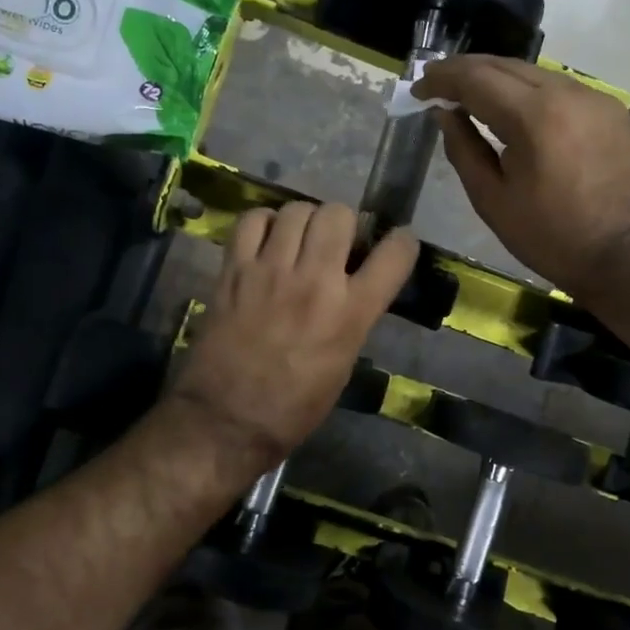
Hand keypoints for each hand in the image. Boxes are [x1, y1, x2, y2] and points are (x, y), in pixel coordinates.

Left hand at [171, 201, 417, 467]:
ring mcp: (271, 271)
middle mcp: (315, 282)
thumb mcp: (343, 363)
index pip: (394, 253)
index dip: (402, 242)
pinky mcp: (234, 270)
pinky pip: (252, 220)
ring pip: (297, 210)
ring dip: (304, 221)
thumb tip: (355, 285)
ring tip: (298, 241)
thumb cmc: (294, 407)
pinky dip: (263, 223)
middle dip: (344, 224)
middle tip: (335, 243)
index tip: (396, 243)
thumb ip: (354, 317)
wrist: (227, 420)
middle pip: (338, 214)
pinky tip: (266, 241)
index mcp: (351, 313)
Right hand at [416, 55, 629, 295]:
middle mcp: (567, 92)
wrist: (628, 257)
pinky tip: (511, 108)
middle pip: (505, 65)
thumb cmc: (552, 238)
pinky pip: (558, 88)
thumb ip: (464, 150)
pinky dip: (526, 90)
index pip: (477, 78)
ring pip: (533, 72)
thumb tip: (445, 114)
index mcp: (535, 117)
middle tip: (435, 83)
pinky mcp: (610, 110)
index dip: (442, 78)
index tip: (418, 88)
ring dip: (496, 77)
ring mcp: (594, 97)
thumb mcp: (493, 201)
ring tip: (467, 94)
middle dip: (466, 70)